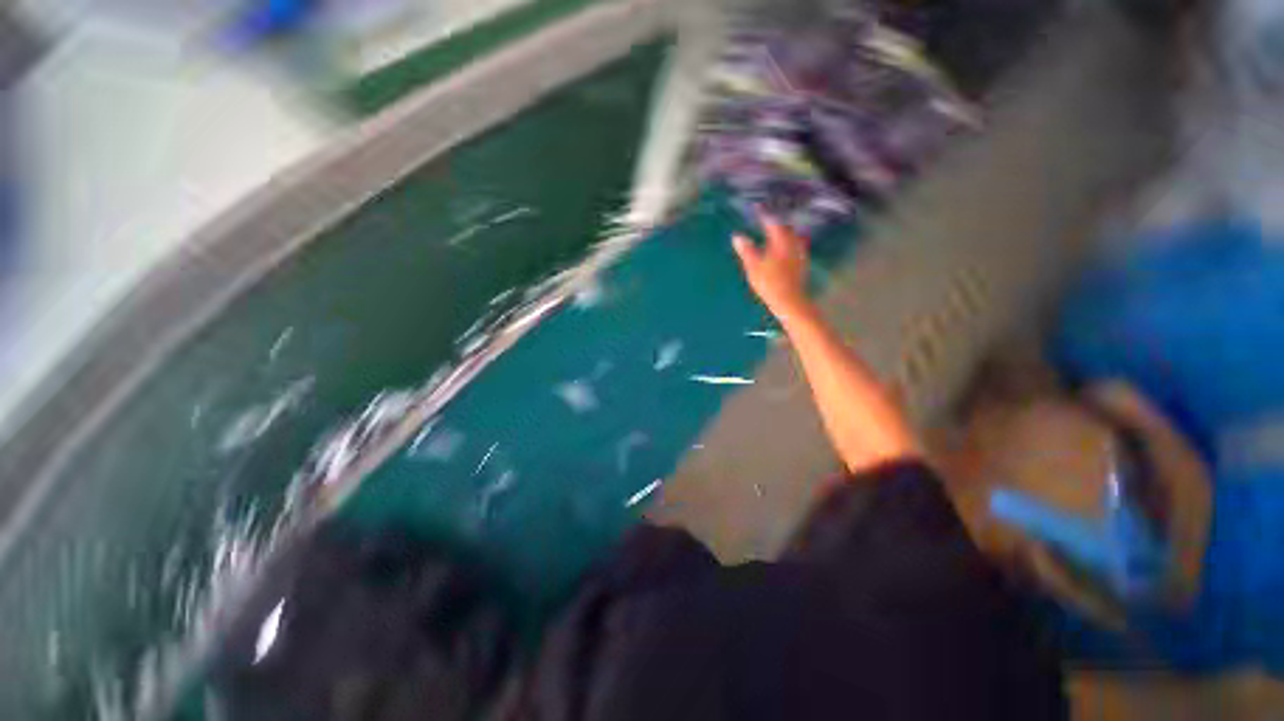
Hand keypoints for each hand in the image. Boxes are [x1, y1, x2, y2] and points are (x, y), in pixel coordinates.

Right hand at [733, 214, 811, 320]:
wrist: (790, 301)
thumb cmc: (770, 283)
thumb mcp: (753, 267)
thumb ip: (746, 250)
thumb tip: (737, 236)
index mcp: (780, 242)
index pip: (772, 222)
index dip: (764, 214)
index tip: (757, 207)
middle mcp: (792, 244)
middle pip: (786, 227)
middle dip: (776, 221)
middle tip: (768, 218)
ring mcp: (799, 254)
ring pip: (793, 237)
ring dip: (784, 232)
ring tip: (777, 231)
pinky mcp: (801, 264)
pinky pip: (796, 247)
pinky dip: (789, 243)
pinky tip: (786, 248)